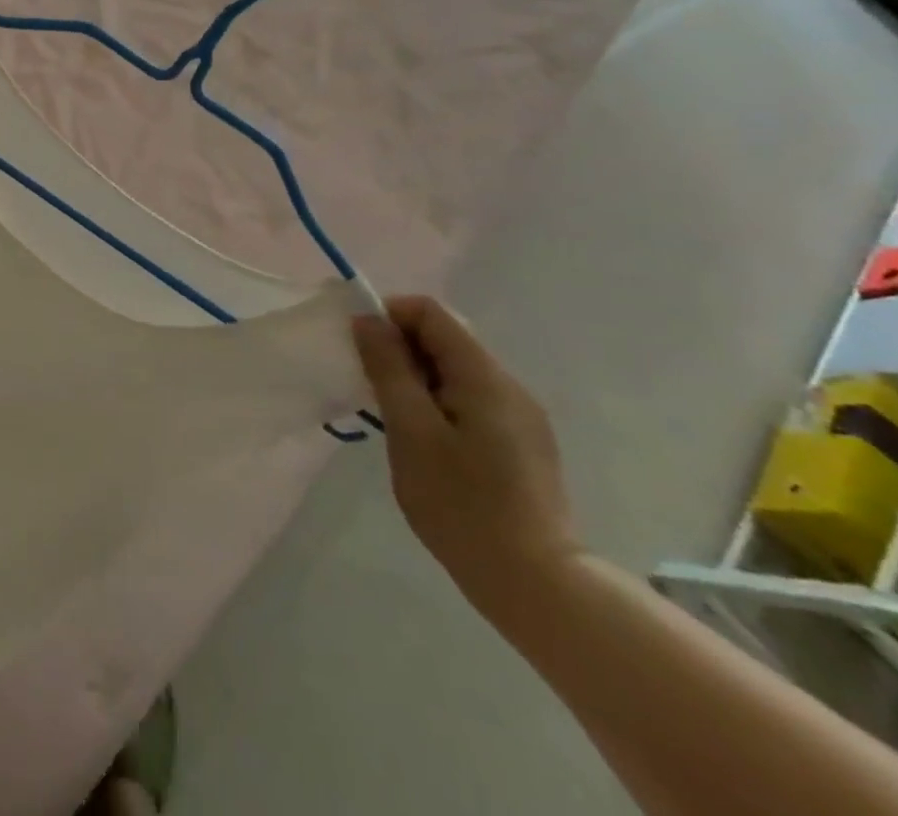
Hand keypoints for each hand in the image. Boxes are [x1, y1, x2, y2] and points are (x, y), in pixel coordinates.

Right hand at [352, 296, 581, 622]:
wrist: (537, 585)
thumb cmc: (462, 505)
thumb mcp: (411, 432)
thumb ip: (388, 369)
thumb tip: (368, 320)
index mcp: (483, 375)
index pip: (430, 312)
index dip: (389, 316)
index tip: (360, 348)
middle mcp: (508, 385)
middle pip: (446, 337)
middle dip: (400, 349)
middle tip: (371, 386)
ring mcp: (520, 415)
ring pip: (457, 370)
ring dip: (417, 377)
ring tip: (394, 418)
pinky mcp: (522, 442)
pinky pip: (471, 398)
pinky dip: (438, 401)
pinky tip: (426, 442)